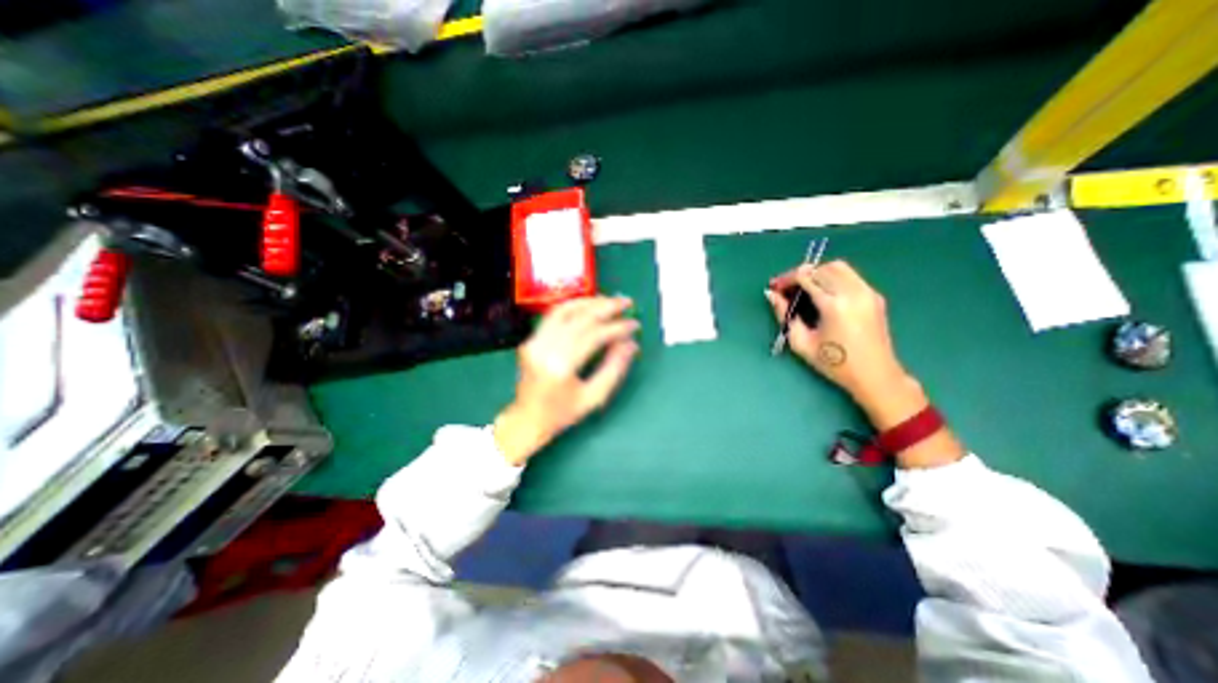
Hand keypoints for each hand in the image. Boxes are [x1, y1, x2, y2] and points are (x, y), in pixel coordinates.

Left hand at [492, 296, 637, 466]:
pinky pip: (553, 315)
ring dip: (589, 301)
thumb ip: (614, 368)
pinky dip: (573, 306)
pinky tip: (588, 305)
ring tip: (610, 300)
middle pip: (579, 318)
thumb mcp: (594, 397)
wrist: (526, 420)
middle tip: (626, 302)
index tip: (634, 324)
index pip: (594, 335)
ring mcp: (534, 341)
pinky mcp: (530, 339)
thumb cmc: (562, 414)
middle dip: (606, 307)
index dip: (617, 328)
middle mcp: (544, 348)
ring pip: (564, 310)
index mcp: (561, 366)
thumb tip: (631, 344)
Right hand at [763, 258, 929, 427]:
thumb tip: (771, 295)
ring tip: (803, 289)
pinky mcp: (874, 295)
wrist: (875, 375)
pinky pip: (849, 275)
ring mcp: (867, 292)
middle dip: (800, 274)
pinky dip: (831, 277)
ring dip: (816, 273)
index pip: (806, 277)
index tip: (774, 287)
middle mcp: (853, 292)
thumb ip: (784, 315)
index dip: (786, 279)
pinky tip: (822, 293)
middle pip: (821, 268)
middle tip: (786, 288)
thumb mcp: (801, 342)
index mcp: (834, 305)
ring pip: (837, 267)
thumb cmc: (834, 363)